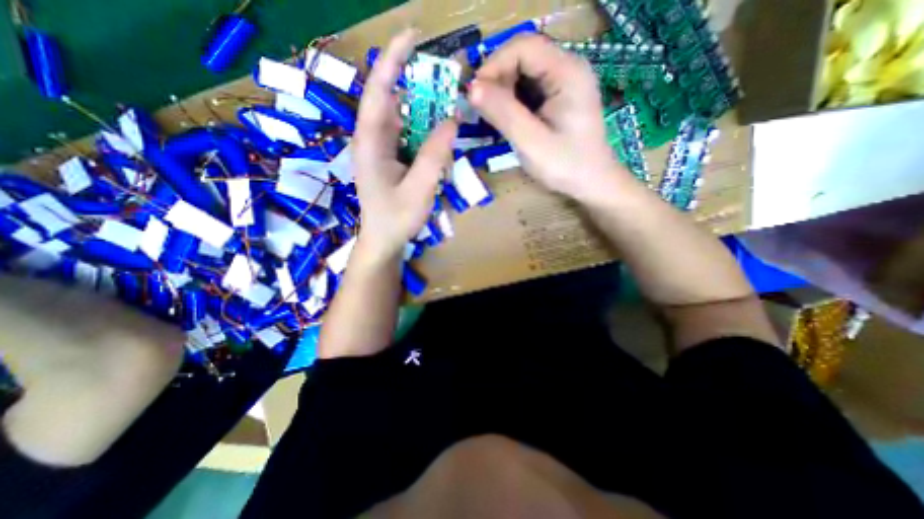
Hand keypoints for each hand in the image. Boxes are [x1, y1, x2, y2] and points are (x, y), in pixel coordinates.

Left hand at [353, 29, 455, 259]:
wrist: (383, 240)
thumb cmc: (396, 218)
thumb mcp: (419, 190)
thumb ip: (434, 156)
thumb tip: (452, 120)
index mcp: (370, 142)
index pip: (379, 91)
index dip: (393, 60)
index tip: (413, 37)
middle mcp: (371, 139)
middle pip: (392, 99)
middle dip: (417, 84)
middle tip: (446, 79)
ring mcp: (380, 148)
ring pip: (402, 117)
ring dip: (423, 108)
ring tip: (446, 106)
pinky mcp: (389, 157)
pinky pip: (407, 134)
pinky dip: (423, 129)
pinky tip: (437, 135)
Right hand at [470, 34, 627, 200]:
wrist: (592, 182)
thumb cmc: (565, 166)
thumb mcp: (531, 142)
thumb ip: (503, 113)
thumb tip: (472, 89)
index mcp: (567, 72)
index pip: (523, 46)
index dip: (494, 65)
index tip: (475, 95)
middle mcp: (568, 68)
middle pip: (523, 56)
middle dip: (497, 80)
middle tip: (482, 110)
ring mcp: (565, 82)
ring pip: (524, 73)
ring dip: (503, 92)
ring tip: (493, 118)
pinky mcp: (559, 97)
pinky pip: (530, 88)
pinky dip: (513, 101)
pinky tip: (508, 120)